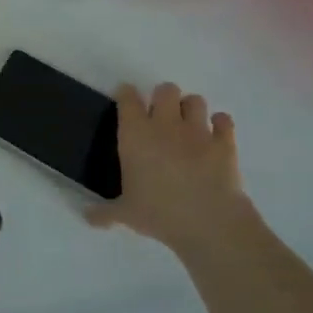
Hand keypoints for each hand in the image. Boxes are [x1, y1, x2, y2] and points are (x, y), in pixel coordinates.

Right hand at [89, 83, 253, 254]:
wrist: (209, 223)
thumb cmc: (158, 213)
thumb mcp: (125, 214)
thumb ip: (104, 212)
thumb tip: (87, 217)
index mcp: (135, 135)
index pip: (127, 98)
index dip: (126, 95)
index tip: (125, 100)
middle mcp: (165, 125)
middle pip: (166, 90)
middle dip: (163, 98)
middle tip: (159, 117)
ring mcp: (198, 132)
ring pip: (195, 100)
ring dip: (190, 109)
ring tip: (187, 125)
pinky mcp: (225, 143)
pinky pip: (224, 120)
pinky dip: (220, 124)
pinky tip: (215, 135)